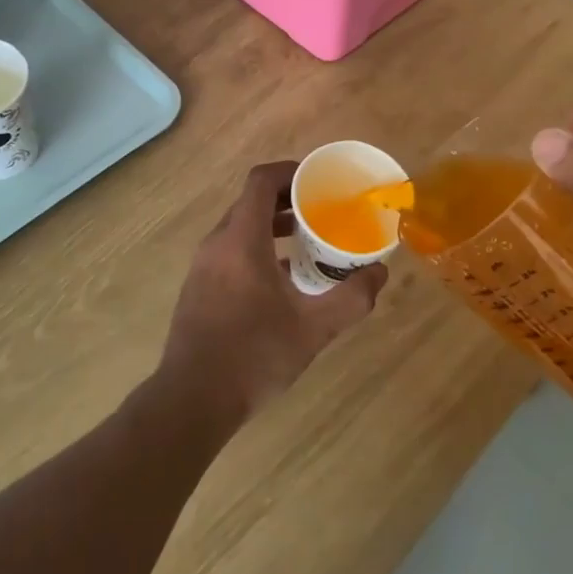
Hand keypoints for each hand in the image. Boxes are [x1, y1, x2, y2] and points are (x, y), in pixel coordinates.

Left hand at [160, 161, 388, 421]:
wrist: (192, 401)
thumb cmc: (253, 355)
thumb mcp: (313, 328)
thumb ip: (351, 298)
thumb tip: (380, 272)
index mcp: (242, 240)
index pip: (261, 181)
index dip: (290, 172)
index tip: (318, 183)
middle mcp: (217, 244)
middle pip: (250, 201)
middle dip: (286, 199)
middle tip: (320, 212)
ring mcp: (202, 266)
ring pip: (239, 227)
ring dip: (271, 225)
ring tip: (305, 241)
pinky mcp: (198, 288)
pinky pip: (229, 250)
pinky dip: (256, 247)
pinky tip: (281, 280)